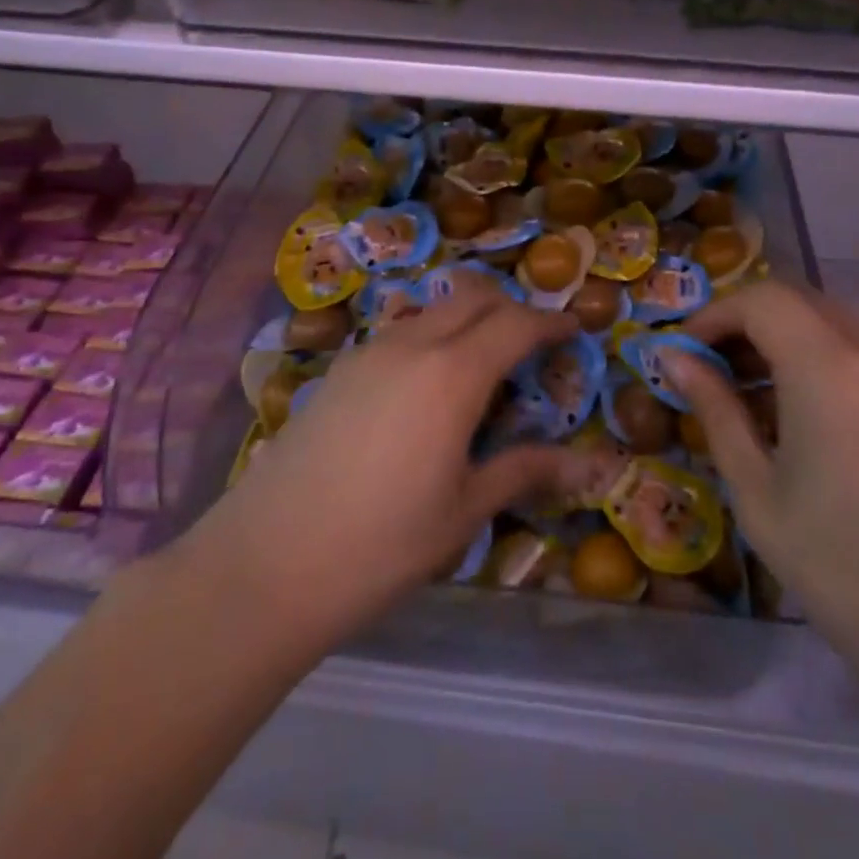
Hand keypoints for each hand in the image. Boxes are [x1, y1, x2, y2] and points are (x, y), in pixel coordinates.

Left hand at [176, 275, 580, 649]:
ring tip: (483, 367)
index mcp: (452, 374)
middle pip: (473, 296)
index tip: (576, 328)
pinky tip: (428, 388)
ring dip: (468, 319)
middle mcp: (412, 345)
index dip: (551, 321)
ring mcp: (370, 351)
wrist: (267, 562)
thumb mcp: (464, 511)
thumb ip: (525, 471)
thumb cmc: (381, 544)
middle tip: (533, 344)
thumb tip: (591, 465)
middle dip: (511, 307)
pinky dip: (432, 336)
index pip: (516, 323)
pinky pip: (401, 331)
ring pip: (434, 308)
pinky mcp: (340, 368)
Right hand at [669, 282, 858, 716]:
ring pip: (835, 326)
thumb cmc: (852, 577)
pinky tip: (810, 419)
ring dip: (786, 344)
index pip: (761, 300)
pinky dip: (825, 363)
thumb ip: (716, 412)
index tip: (684, 353)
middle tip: (712, 375)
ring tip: (755, 402)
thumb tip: (674, 359)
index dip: (714, 314)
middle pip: (800, 304)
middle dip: (747, 327)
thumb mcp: (760, 495)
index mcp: (833, 370)